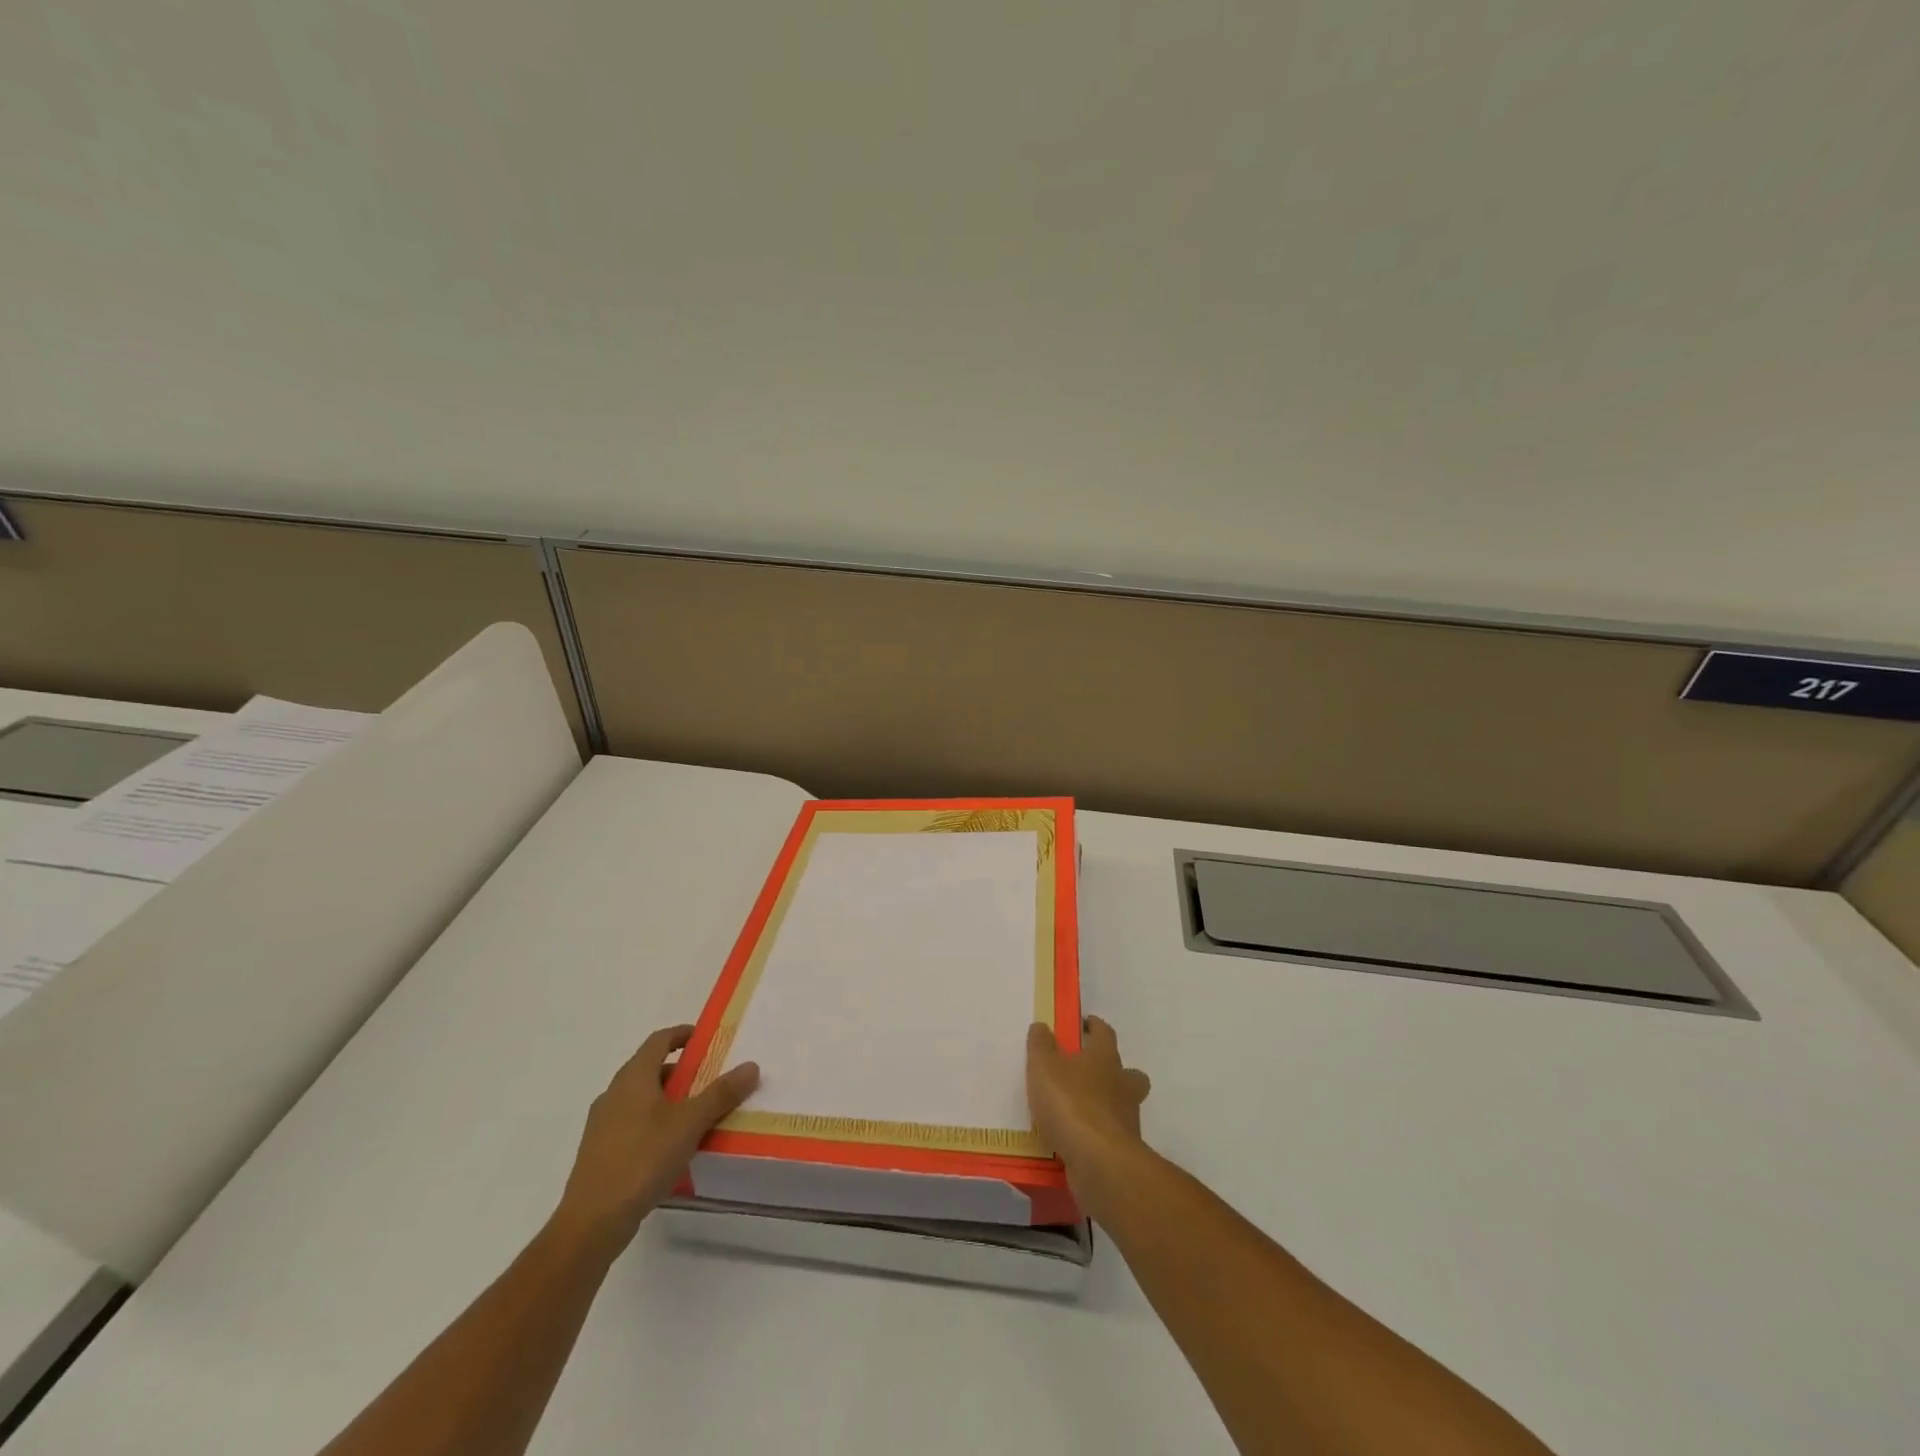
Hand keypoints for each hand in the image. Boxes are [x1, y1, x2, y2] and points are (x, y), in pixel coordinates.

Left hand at [554, 1024, 759, 1252]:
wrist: (592, 1221)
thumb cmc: (642, 1159)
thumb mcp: (690, 1123)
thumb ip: (721, 1093)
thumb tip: (751, 1065)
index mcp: (633, 1077)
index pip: (659, 1040)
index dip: (682, 1034)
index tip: (705, 1040)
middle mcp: (614, 1093)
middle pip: (650, 1068)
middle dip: (681, 1071)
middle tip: (710, 1081)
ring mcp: (602, 1124)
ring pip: (641, 1098)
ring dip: (668, 1099)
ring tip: (696, 1116)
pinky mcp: (599, 1152)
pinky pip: (632, 1124)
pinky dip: (654, 1123)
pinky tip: (671, 1147)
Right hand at [1027, 1016, 1151, 1206]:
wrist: (1099, 1162)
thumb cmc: (1071, 1103)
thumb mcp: (1044, 1067)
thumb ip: (1040, 1045)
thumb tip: (1042, 1026)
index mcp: (1105, 1058)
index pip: (1105, 1034)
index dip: (1095, 1027)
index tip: (1086, 1023)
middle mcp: (1122, 1085)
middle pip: (1127, 1073)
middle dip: (1113, 1071)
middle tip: (1089, 1073)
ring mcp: (1126, 1119)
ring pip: (1122, 1105)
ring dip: (1105, 1105)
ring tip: (1077, 1110)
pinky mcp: (1122, 1150)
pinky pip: (1110, 1135)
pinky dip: (1097, 1134)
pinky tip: (1075, 1139)